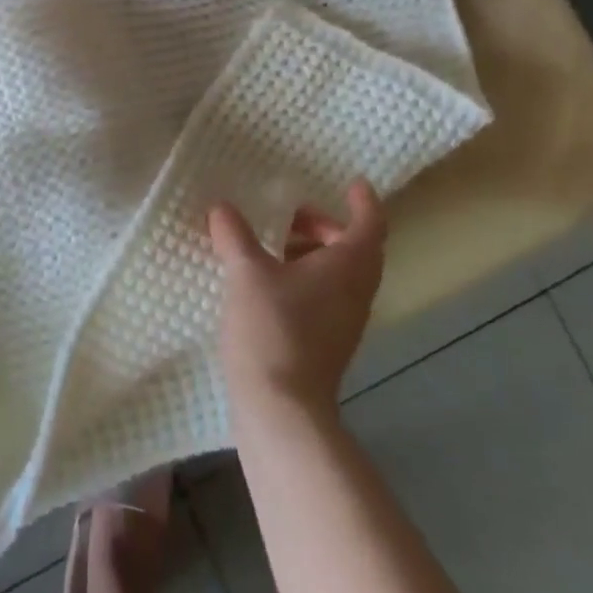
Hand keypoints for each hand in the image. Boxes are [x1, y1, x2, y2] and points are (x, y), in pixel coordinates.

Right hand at [208, 179, 388, 418]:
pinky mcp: (326, 343)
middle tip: (292, 214)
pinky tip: (266, 283)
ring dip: (312, 252)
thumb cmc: (272, 329)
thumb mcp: (247, 274)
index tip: (352, 183)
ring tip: (271, 245)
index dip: (363, 201)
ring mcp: (344, 321)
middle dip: (326, 226)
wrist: (282, 408)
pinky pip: (324, 296)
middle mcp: (356, 291)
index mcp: (348, 267)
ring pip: (339, 274)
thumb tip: (222, 207)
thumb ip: (235, 236)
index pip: (370, 224)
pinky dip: (304, 278)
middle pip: (355, 248)